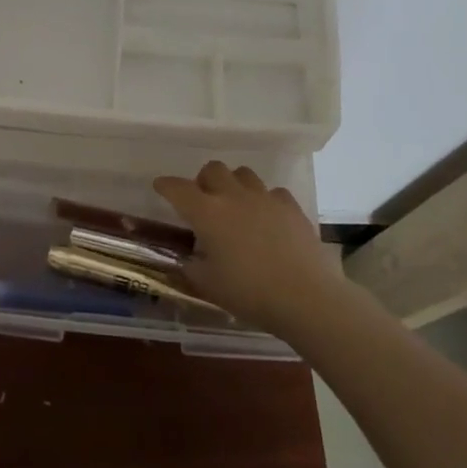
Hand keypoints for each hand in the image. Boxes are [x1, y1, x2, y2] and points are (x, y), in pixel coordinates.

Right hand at [153, 162, 343, 335]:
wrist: (306, 297)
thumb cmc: (249, 293)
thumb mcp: (208, 285)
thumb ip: (190, 267)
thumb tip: (186, 259)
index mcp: (207, 212)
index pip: (177, 188)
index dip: (165, 186)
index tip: (160, 187)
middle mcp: (233, 196)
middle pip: (212, 169)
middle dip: (202, 181)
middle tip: (203, 201)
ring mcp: (264, 198)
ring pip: (242, 173)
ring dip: (233, 184)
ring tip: (235, 206)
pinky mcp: (290, 206)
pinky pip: (272, 192)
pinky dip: (264, 200)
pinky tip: (267, 218)